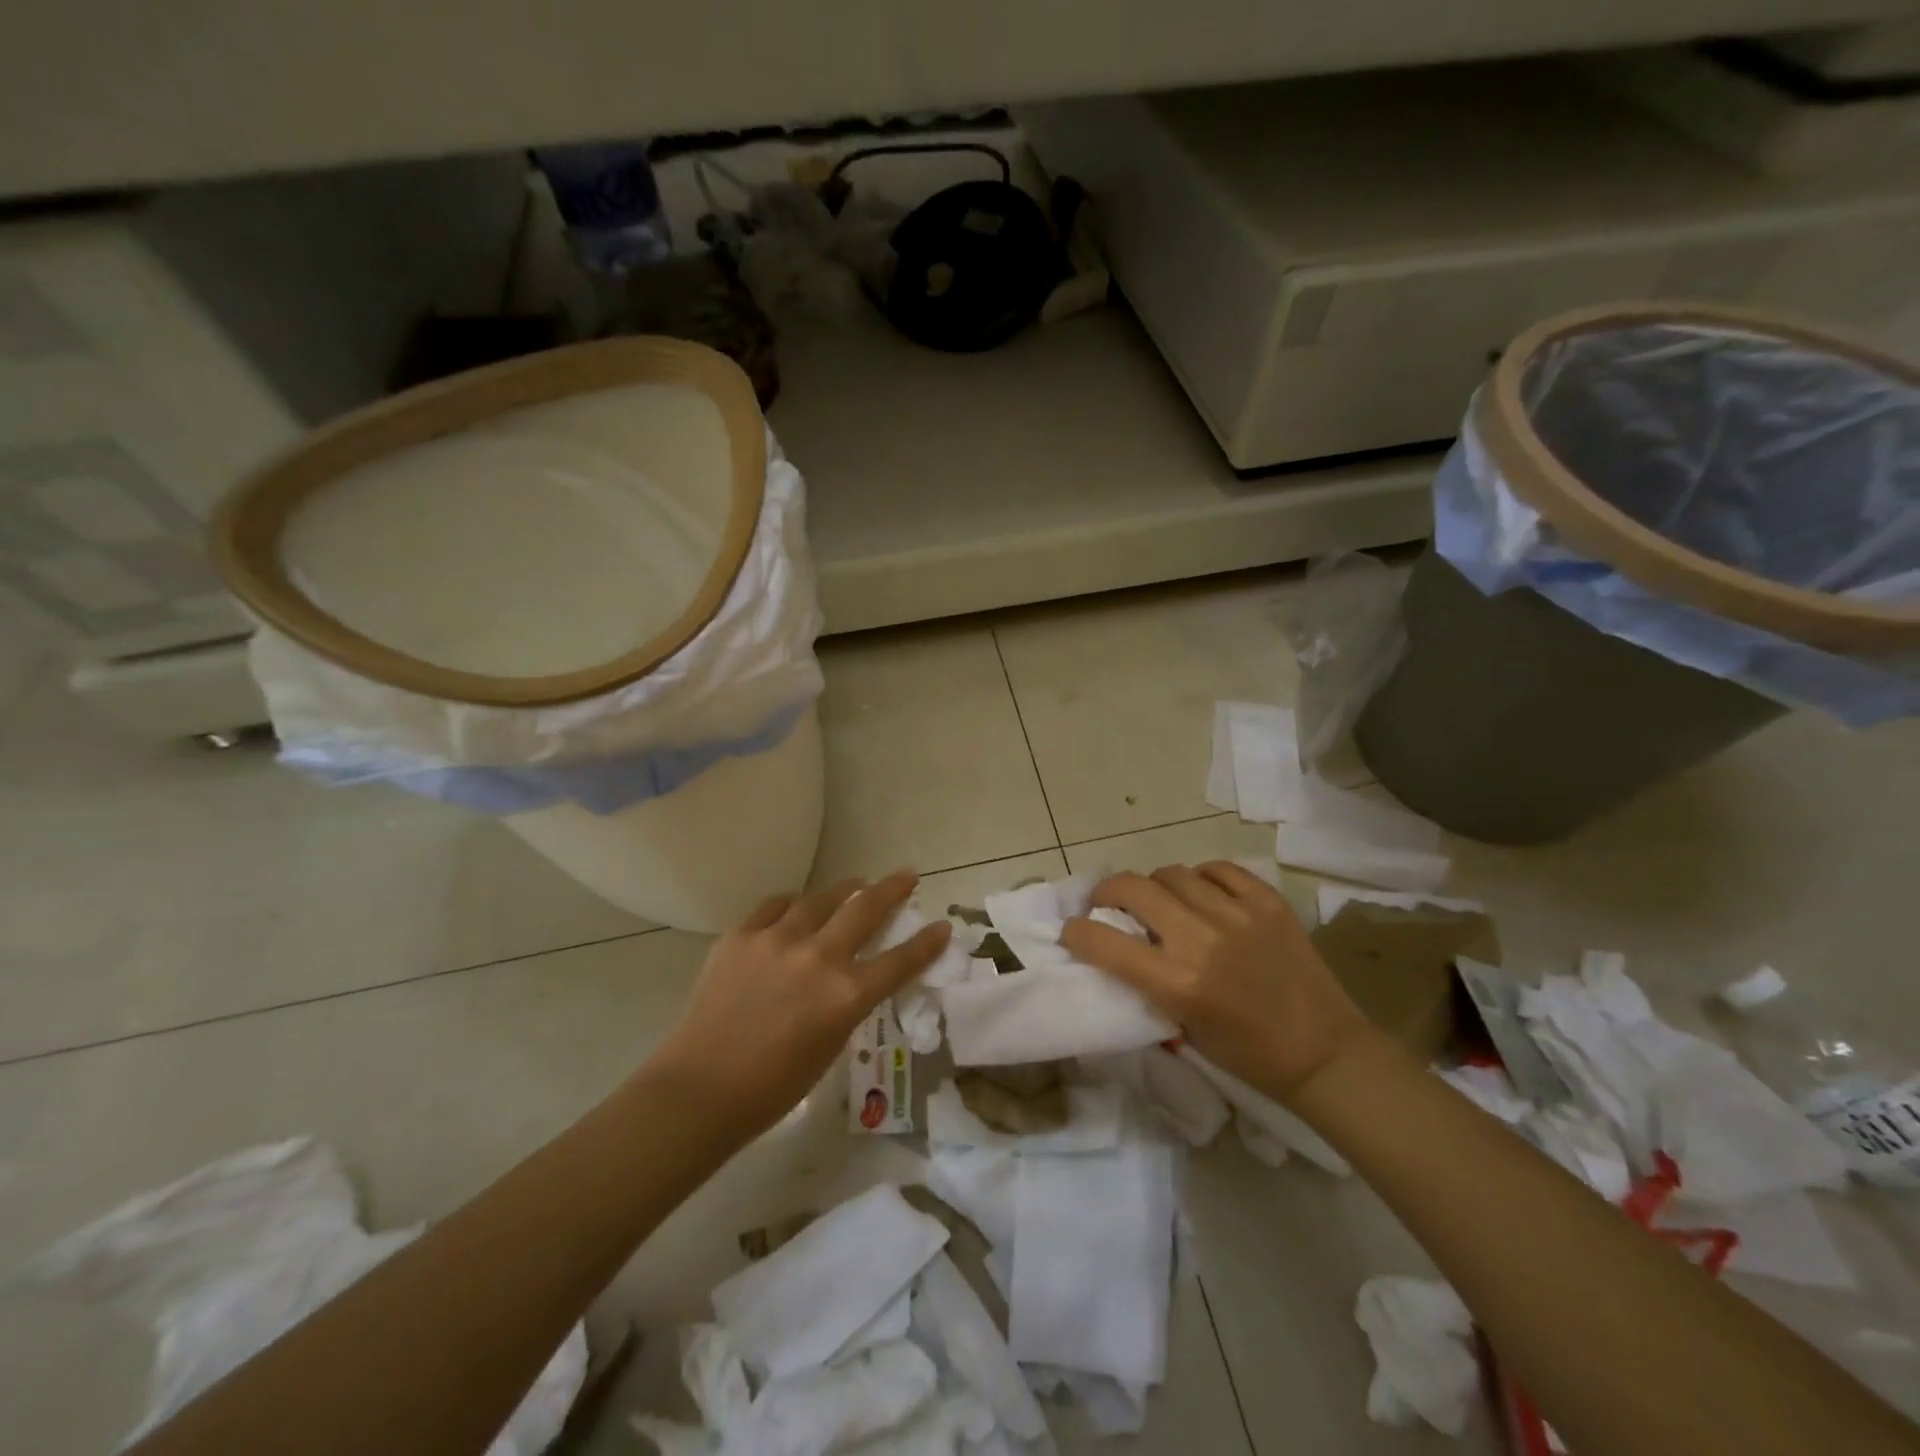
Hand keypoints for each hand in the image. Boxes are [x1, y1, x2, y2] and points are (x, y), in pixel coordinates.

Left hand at [649, 871, 951, 1138]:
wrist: (700, 1089)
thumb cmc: (772, 1087)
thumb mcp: (830, 1045)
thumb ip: (847, 1003)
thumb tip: (853, 975)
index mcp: (845, 995)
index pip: (900, 960)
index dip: (927, 942)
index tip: (942, 925)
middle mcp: (818, 957)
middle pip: (866, 909)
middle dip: (892, 888)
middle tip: (906, 876)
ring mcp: (777, 940)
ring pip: (821, 897)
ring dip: (844, 889)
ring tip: (855, 885)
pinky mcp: (742, 934)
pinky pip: (776, 905)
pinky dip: (794, 903)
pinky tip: (797, 906)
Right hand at [1060, 861, 1369, 1101]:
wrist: (1323, 1053)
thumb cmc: (1246, 1054)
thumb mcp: (1182, 1028)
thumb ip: (1147, 983)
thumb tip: (1117, 946)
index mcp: (1177, 983)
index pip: (1103, 941)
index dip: (1076, 931)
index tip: (1073, 930)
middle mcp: (1201, 940)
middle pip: (1132, 888)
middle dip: (1108, 892)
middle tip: (1109, 903)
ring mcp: (1238, 915)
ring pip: (1173, 873)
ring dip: (1156, 886)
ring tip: (1163, 901)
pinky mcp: (1268, 902)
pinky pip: (1218, 869)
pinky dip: (1201, 878)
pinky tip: (1203, 893)